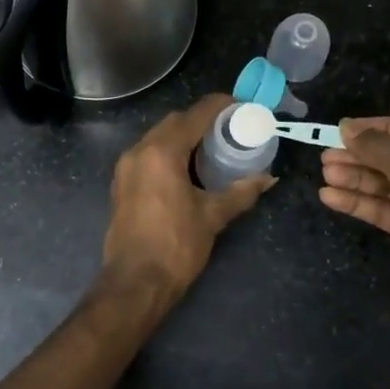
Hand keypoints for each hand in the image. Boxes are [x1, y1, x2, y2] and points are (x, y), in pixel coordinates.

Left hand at [101, 93, 274, 313]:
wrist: (135, 283)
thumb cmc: (176, 246)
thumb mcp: (212, 216)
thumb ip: (241, 192)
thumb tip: (268, 178)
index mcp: (161, 152)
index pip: (194, 115)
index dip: (219, 106)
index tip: (241, 105)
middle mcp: (138, 151)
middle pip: (173, 122)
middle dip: (201, 120)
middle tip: (230, 127)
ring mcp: (126, 167)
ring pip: (158, 137)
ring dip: (183, 136)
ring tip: (212, 146)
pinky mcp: (121, 184)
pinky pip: (148, 154)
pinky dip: (168, 152)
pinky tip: (188, 168)